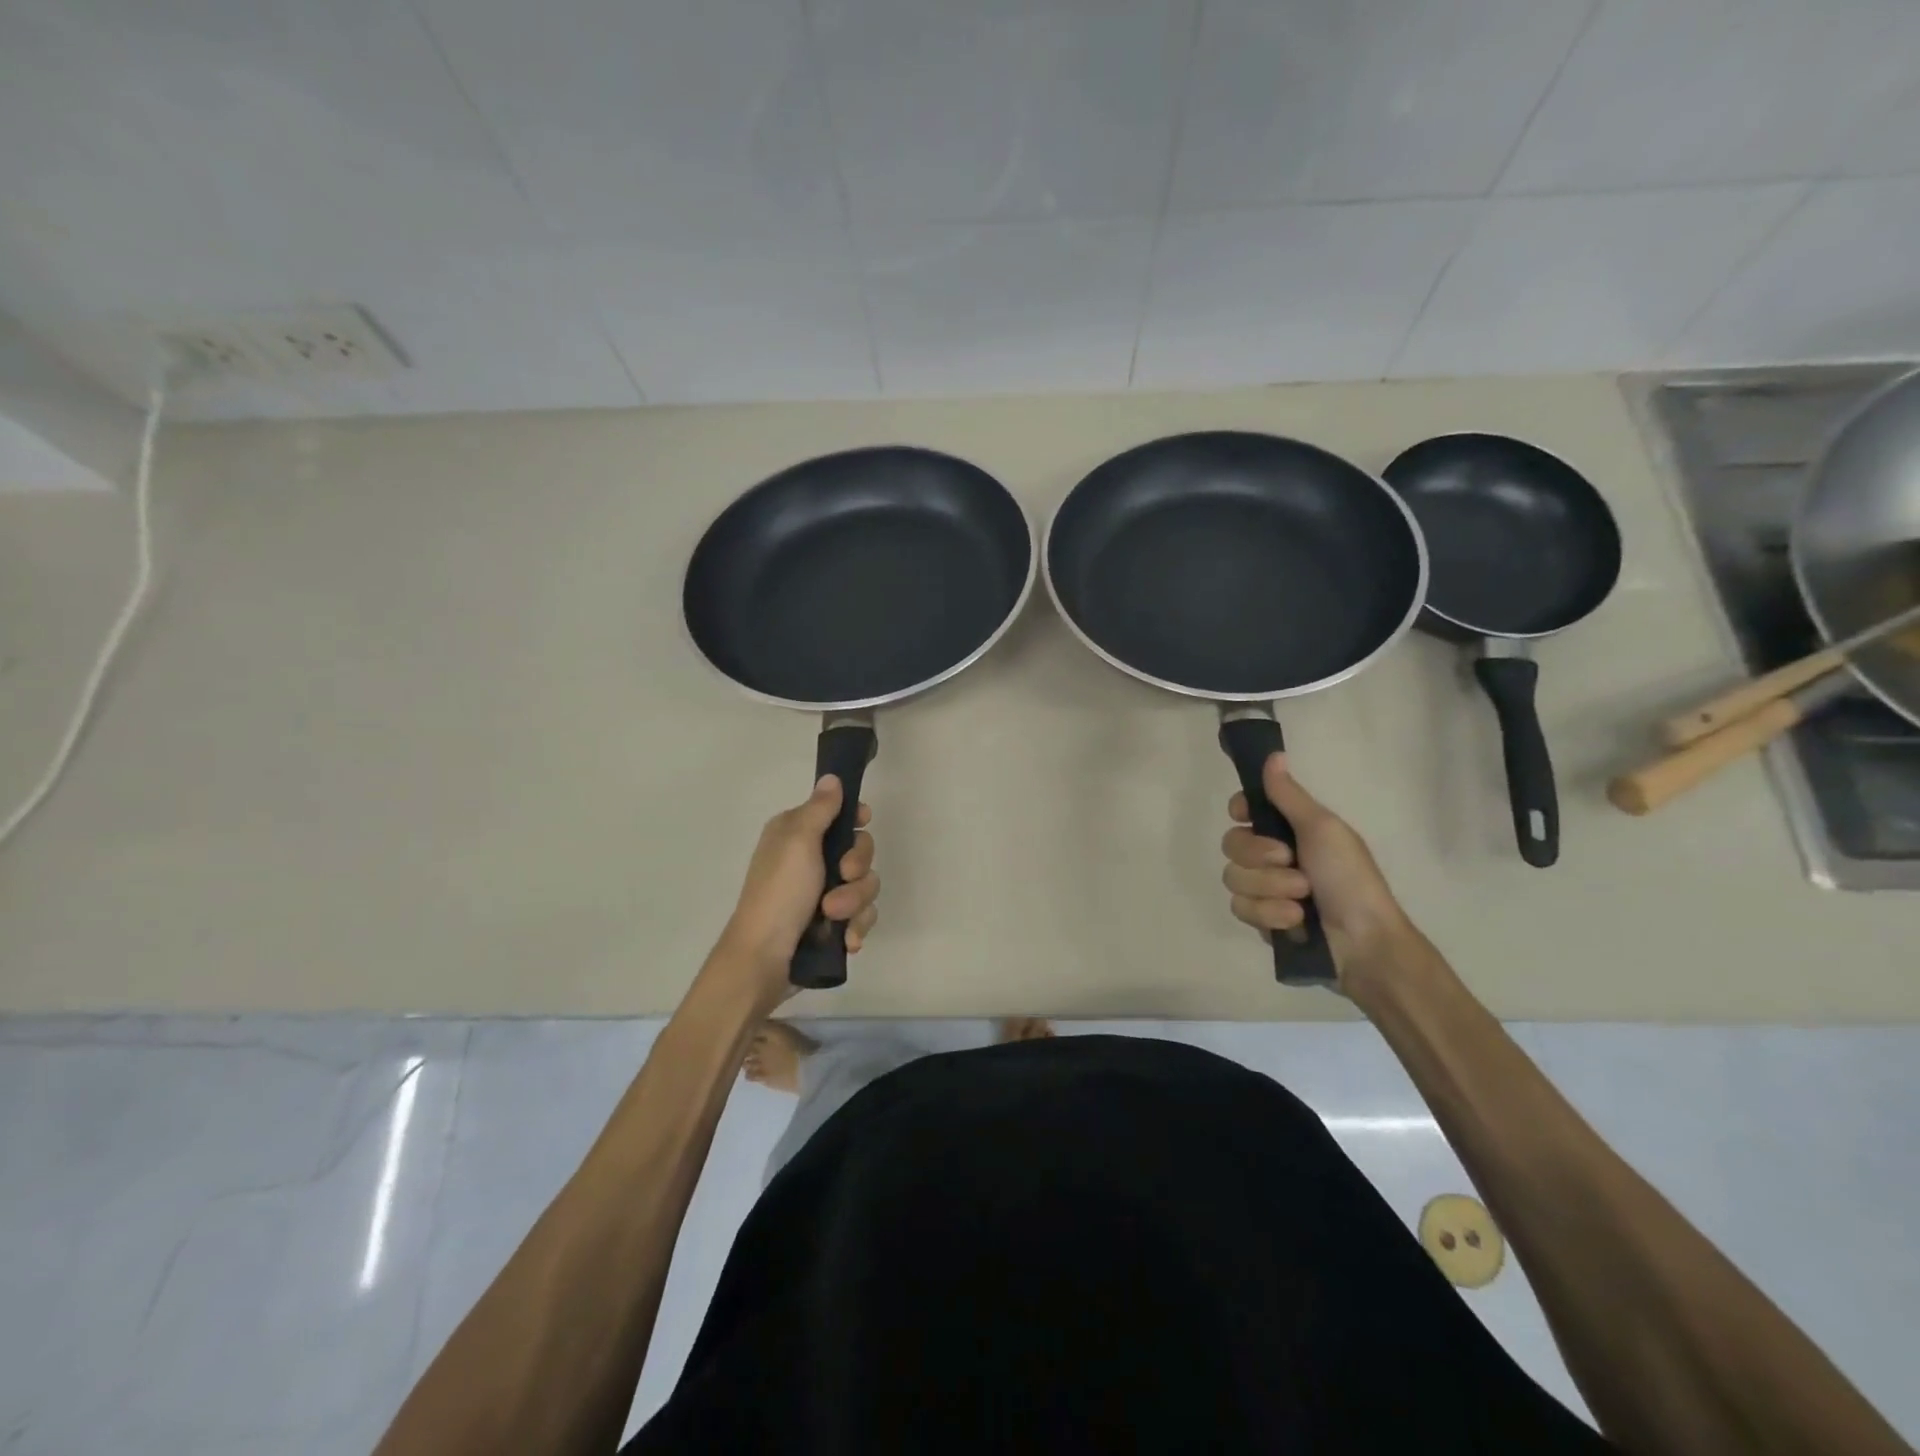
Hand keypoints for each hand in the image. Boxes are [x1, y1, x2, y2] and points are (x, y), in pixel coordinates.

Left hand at [718, 776, 879, 999]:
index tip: (862, 822)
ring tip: (833, 919)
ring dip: (854, 902)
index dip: (855, 819)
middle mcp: (810, 859)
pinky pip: (862, 916)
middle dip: (857, 868)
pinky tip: (846, 940)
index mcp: (797, 834)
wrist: (764, 960)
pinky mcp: (832, 924)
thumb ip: (820, 808)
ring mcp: (822, 893)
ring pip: (865, 886)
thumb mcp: (798, 841)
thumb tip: (831, 777)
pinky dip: (855, 927)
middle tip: (841, 877)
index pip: (839, 814)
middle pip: (860, 850)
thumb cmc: (779, 893)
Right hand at [1221, 753, 1412, 985]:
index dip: (1240, 810)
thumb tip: (1273, 754)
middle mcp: (1272, 856)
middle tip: (1292, 863)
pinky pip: (1241, 908)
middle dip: (1260, 858)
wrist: (1364, 942)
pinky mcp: (1262, 920)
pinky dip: (1269, 914)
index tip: (1245, 814)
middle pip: (1232, 843)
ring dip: (1270, 889)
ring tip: (1302, 900)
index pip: (1244, 809)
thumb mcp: (1323, 829)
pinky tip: (1295, 922)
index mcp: (1289, 829)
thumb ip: (1289, 795)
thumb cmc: (1349, 878)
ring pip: (1233, 878)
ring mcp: (1265, 889)